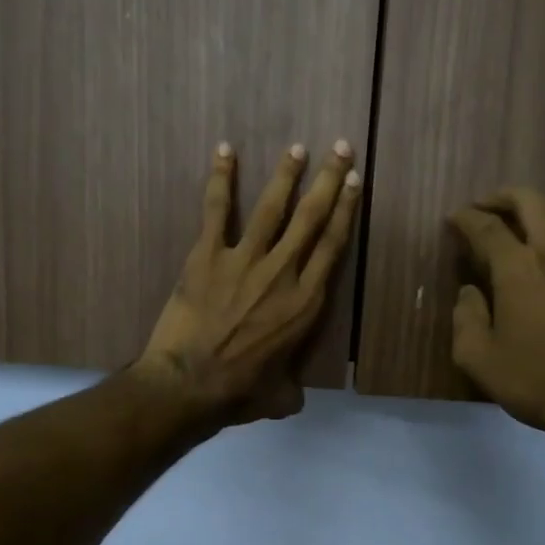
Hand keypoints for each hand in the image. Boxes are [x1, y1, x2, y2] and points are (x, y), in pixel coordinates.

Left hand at [135, 140, 360, 424]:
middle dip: (328, 180)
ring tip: (297, 147)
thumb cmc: (239, 392)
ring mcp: (244, 259)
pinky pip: (216, 210)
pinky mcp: (207, 255)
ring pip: (271, 207)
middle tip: (340, 147)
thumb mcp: (280, 397)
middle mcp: (283, 272)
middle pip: (311, 217)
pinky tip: (225, 150)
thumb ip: (292, 389)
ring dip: (286, 174)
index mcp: (306, 302)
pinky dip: (220, 179)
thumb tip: (294, 397)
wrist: (190, 383)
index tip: (354, 182)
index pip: (332, 246)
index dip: (345, 210)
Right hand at [448, 187, 544, 447]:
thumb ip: (466, 317)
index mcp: (518, 267)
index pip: (486, 227)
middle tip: (486, 207)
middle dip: (503, 197)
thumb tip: (470, 293)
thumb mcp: (478, 358)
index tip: (454, 220)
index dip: (465, 219)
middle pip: (530, 201)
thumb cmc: (535, 380)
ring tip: (524, 220)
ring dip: (539, 207)